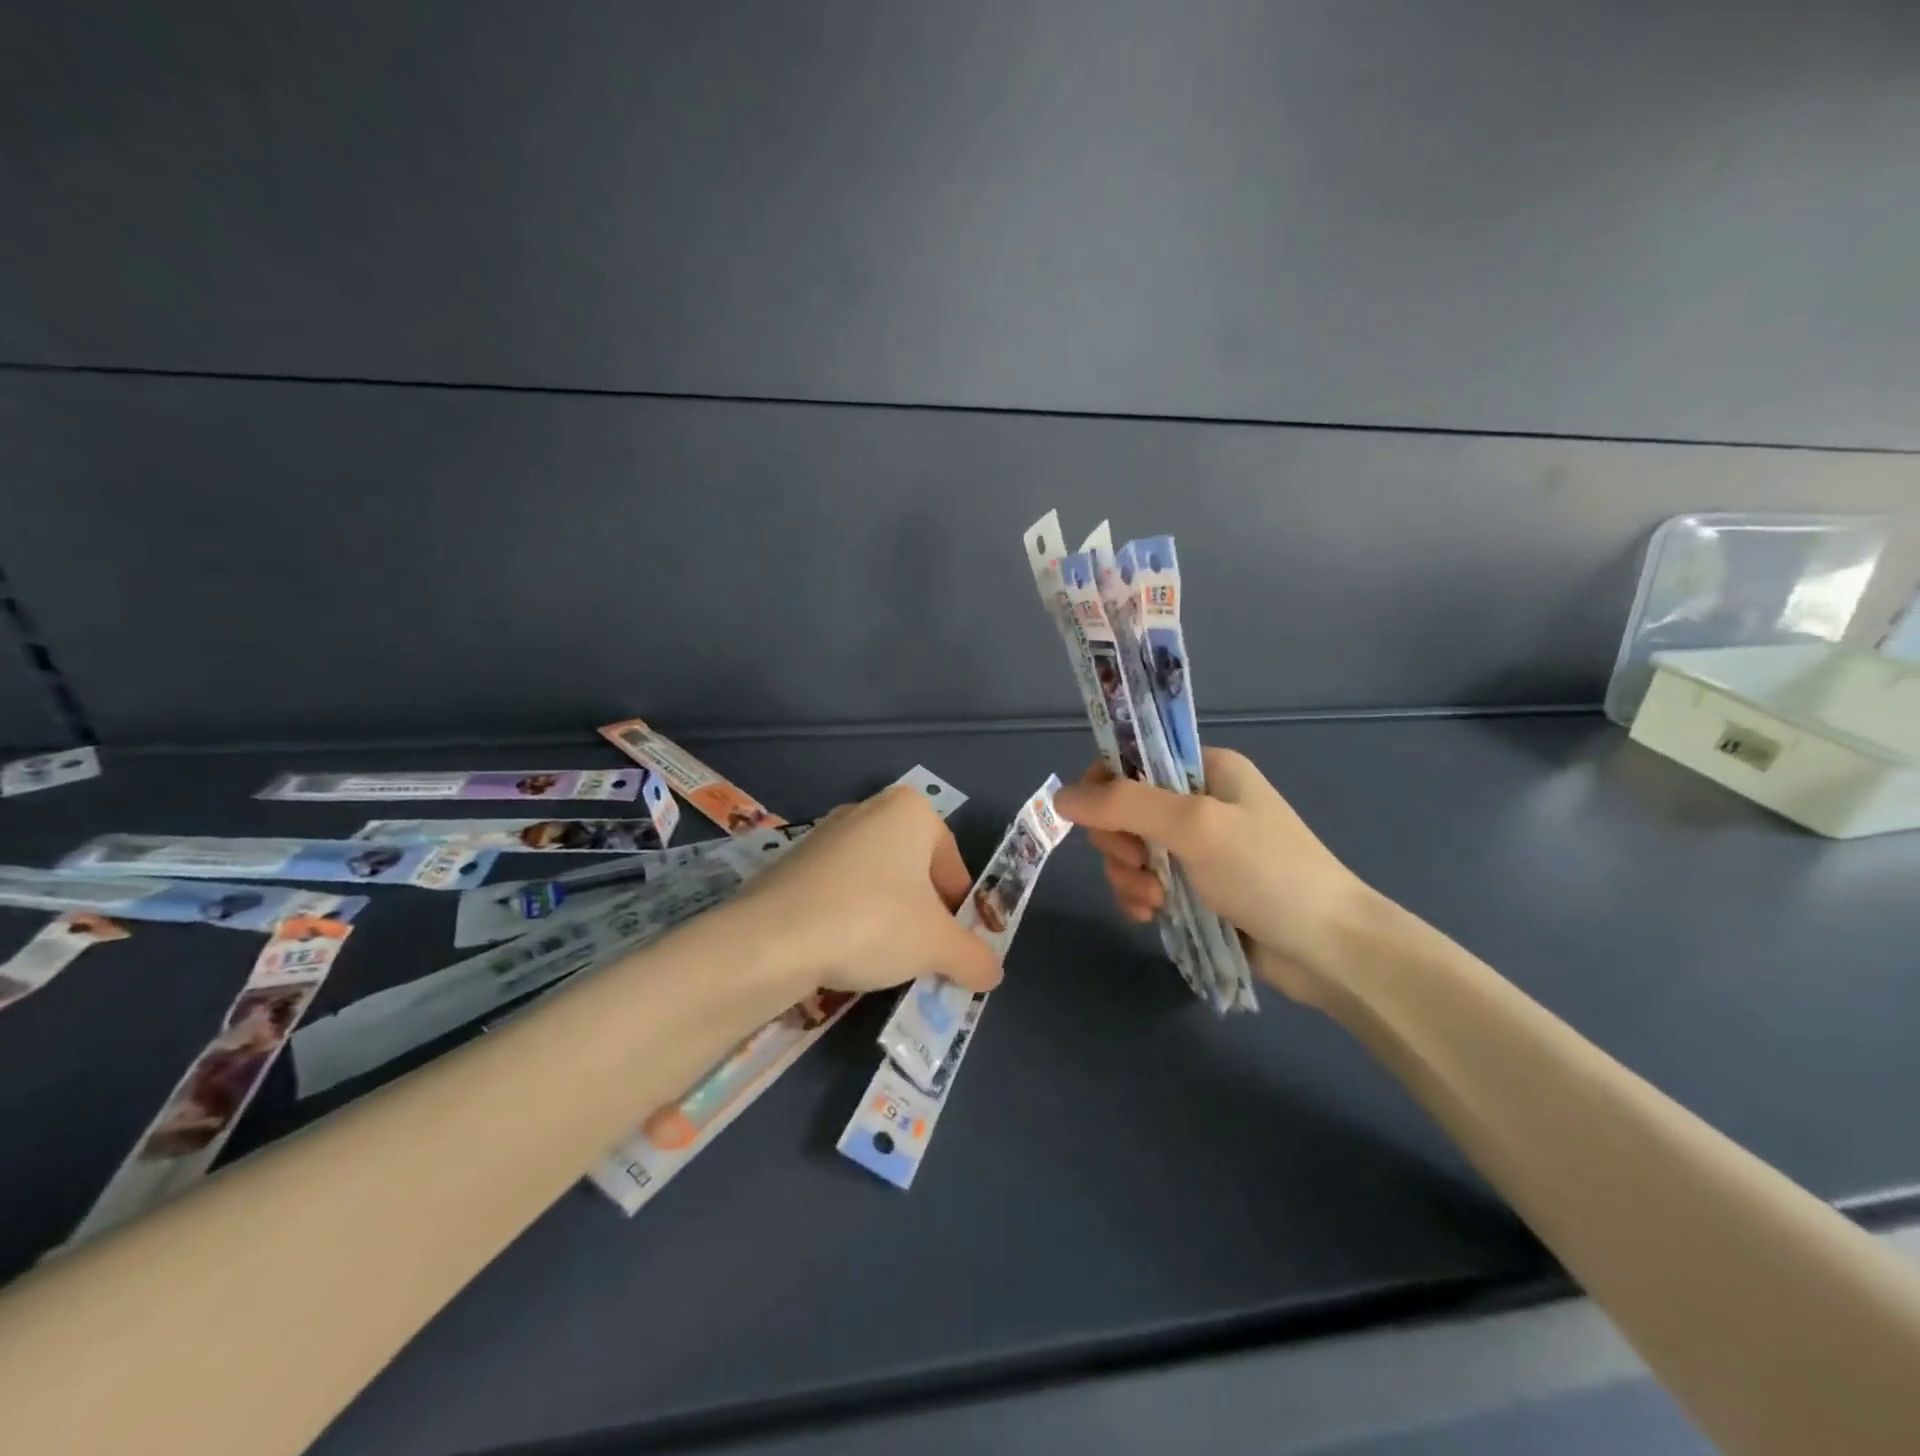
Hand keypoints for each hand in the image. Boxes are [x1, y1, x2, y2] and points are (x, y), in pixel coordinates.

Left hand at [729, 785, 1004, 998]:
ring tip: (880, 959)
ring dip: (887, 918)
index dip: (959, 911)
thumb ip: (974, 956)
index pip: (953, 865)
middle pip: (914, 871)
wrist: (771, 938)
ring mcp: (825, 833)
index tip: (952, 946)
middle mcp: (868, 809)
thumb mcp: (937, 946)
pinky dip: (849, 918)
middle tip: (920, 954)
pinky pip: (838, 890)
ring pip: (876, 881)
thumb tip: (994, 972)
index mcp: (910, 810)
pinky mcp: (792, 861)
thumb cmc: (873, 923)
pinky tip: (842, 951)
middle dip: (922, 914)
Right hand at [1055, 750, 1375, 1005]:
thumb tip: (1060, 797)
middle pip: (1122, 811)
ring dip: (1129, 877)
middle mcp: (1198, 802)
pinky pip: (1144, 884)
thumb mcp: (1195, 826)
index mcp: (1205, 769)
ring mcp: (1196, 849)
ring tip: (1154, 902)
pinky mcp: (1195, 889)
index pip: (1129, 762)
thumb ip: (1124, 805)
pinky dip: (1139, 898)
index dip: (1105, 791)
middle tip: (1142, 866)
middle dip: (1120, 843)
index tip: (1104, 825)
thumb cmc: (1267, 872)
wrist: (1330, 949)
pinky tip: (1151, 916)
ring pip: (1129, 852)